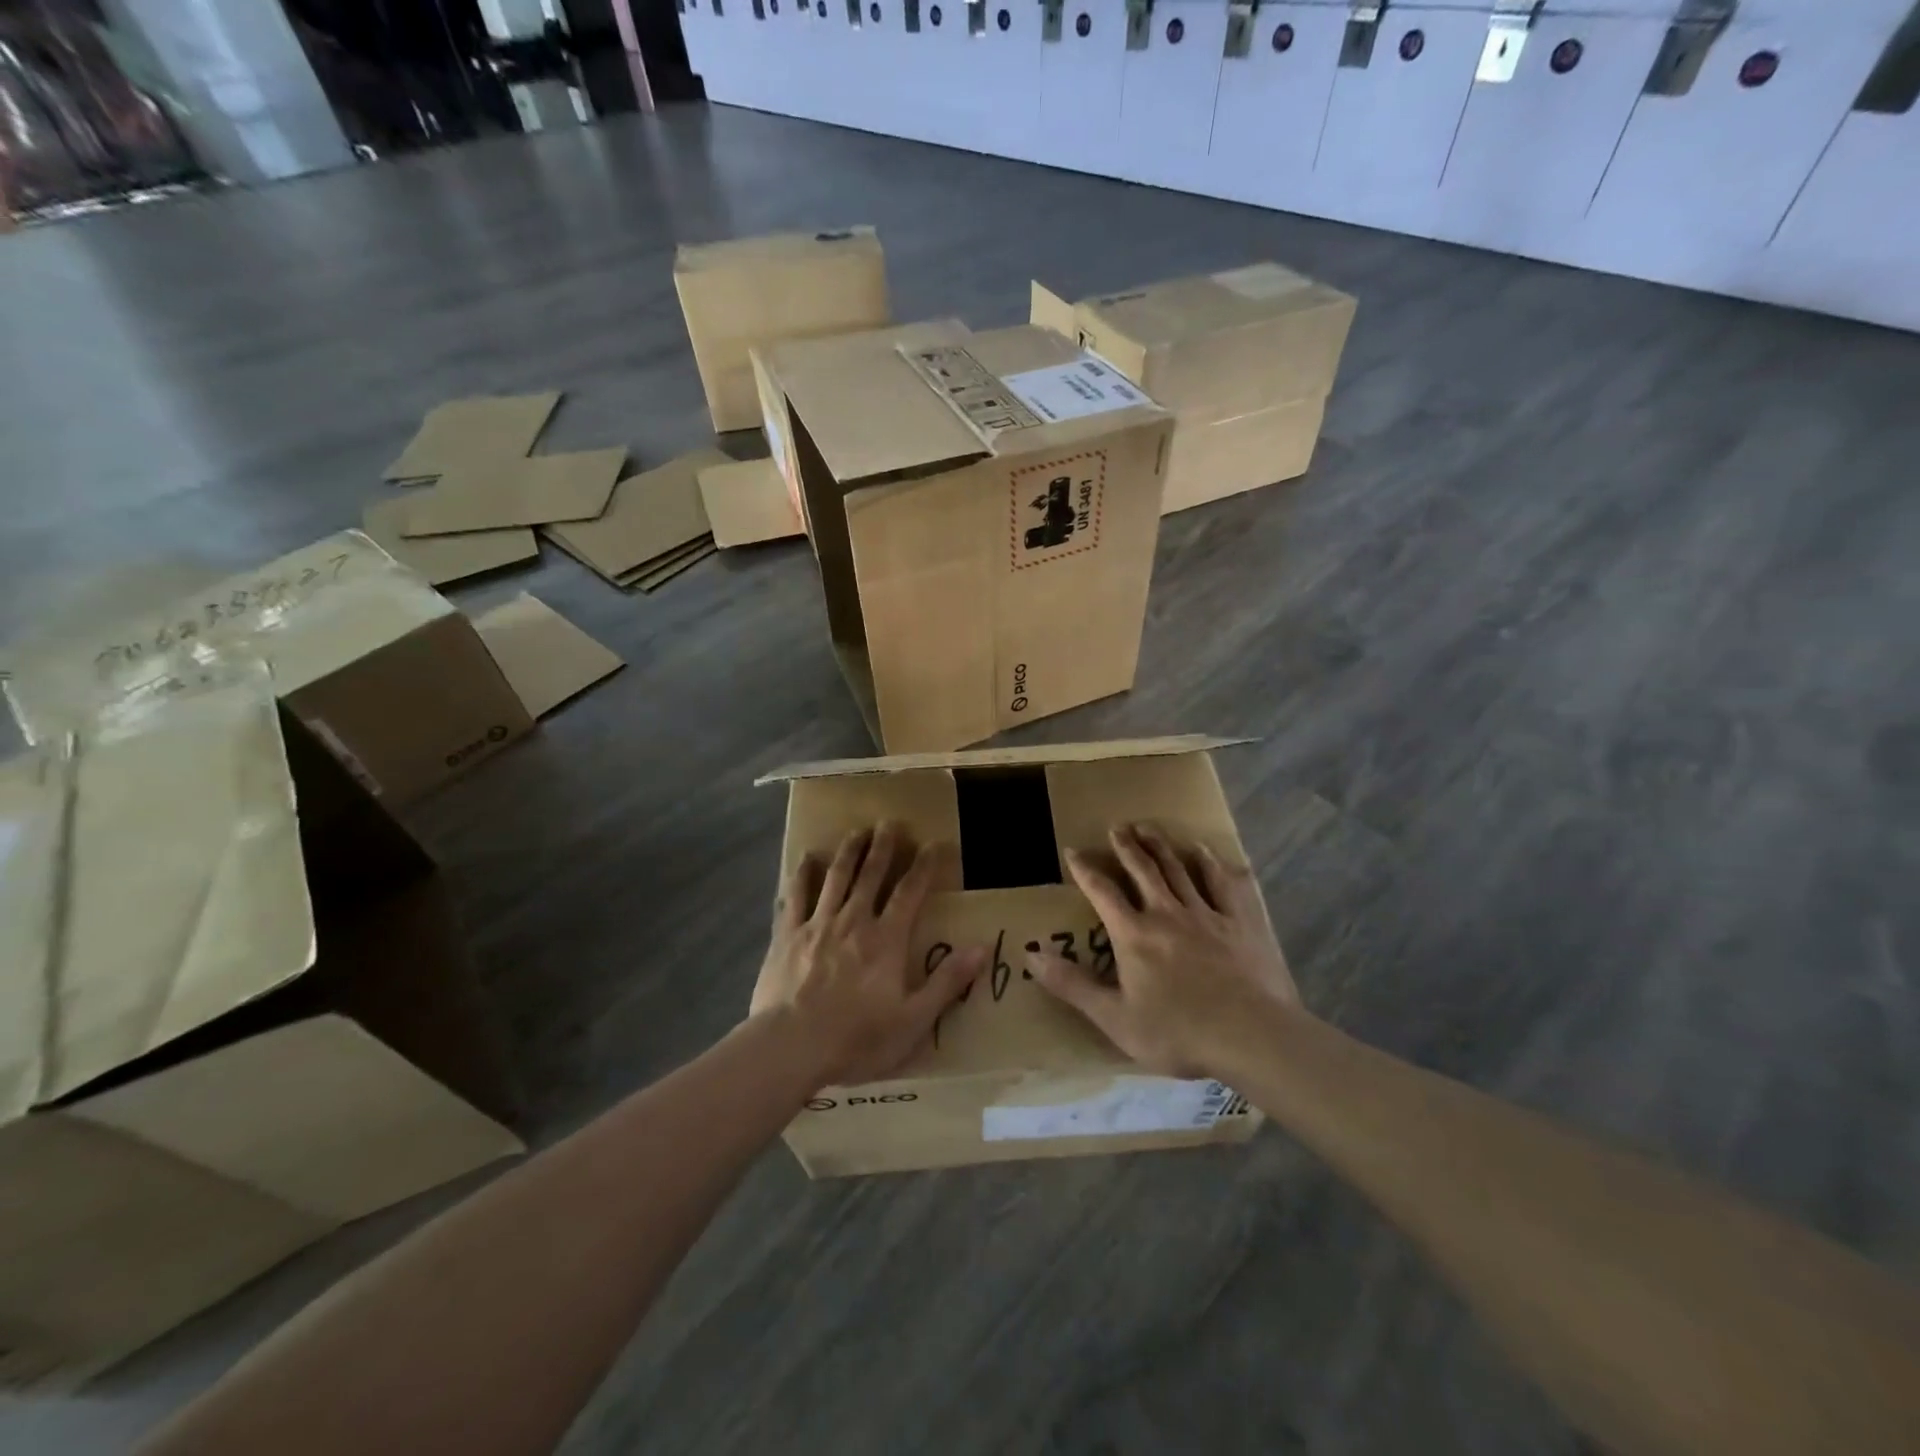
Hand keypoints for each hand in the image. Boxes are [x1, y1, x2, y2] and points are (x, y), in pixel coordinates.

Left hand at [753, 823, 983, 1087]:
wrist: (790, 1048)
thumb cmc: (857, 1039)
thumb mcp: (913, 1020)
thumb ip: (947, 982)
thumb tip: (982, 947)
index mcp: (887, 939)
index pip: (911, 891)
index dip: (925, 865)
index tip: (935, 843)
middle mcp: (854, 920)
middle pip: (871, 874)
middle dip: (884, 846)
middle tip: (890, 822)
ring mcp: (817, 924)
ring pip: (836, 877)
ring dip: (848, 851)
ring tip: (856, 830)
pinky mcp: (787, 935)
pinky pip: (795, 896)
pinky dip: (802, 874)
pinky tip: (806, 859)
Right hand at [1029, 823, 1301, 1078]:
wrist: (1251, 1036)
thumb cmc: (1178, 1032)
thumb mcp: (1115, 1018)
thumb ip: (1072, 985)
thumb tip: (1031, 956)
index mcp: (1134, 934)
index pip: (1103, 892)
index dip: (1085, 870)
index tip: (1074, 851)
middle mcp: (1167, 913)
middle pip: (1143, 870)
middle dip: (1127, 847)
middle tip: (1117, 827)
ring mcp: (1207, 913)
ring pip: (1179, 869)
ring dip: (1161, 846)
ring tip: (1149, 827)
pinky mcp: (1240, 922)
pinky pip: (1224, 884)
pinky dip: (1212, 865)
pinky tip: (1206, 852)